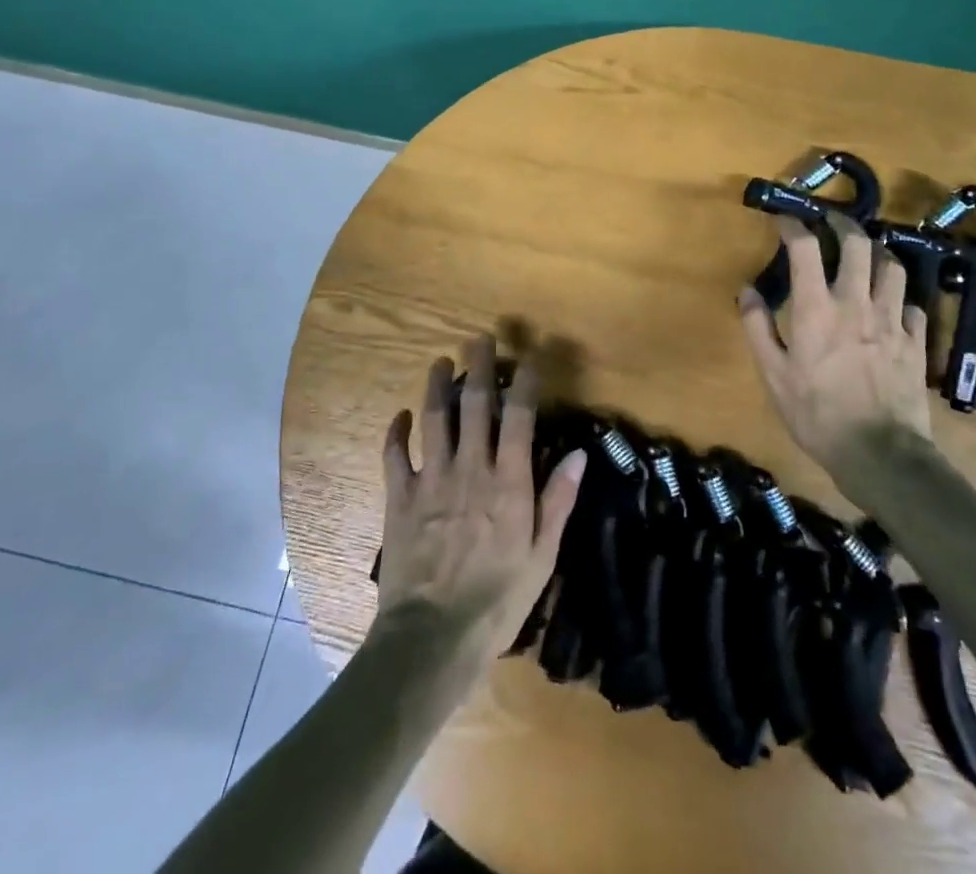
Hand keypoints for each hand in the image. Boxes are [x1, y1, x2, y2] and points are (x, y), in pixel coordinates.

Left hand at [375, 335, 586, 668]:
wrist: (433, 637)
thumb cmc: (498, 599)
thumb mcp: (542, 555)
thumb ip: (559, 500)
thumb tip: (580, 453)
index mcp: (509, 481)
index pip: (520, 417)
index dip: (525, 383)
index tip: (530, 359)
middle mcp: (471, 468)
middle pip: (474, 404)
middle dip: (478, 367)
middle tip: (480, 339)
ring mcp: (431, 479)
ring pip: (434, 419)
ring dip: (436, 386)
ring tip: (440, 362)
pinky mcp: (400, 497)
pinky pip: (395, 455)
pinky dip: (396, 432)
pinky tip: (400, 416)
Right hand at [738, 215, 932, 481]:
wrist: (879, 453)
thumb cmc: (816, 414)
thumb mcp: (773, 375)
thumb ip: (758, 328)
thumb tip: (747, 290)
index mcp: (817, 308)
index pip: (805, 248)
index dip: (793, 225)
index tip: (784, 218)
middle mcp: (856, 303)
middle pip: (857, 244)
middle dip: (842, 224)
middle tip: (831, 221)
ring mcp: (892, 321)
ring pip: (892, 267)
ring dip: (877, 253)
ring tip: (866, 254)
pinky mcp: (915, 341)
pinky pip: (912, 306)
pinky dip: (900, 298)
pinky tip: (892, 305)